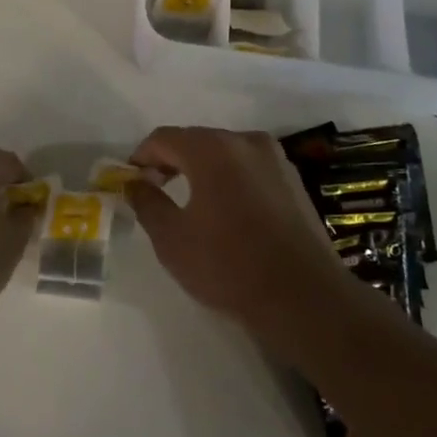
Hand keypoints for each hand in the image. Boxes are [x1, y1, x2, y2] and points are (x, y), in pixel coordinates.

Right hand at [125, 127, 350, 358]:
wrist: (305, 298)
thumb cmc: (228, 265)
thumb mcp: (171, 238)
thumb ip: (147, 202)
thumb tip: (135, 183)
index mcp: (212, 148)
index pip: (164, 138)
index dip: (141, 157)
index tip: (131, 182)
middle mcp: (245, 141)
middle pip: (196, 141)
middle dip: (171, 161)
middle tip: (155, 191)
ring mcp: (275, 159)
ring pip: (225, 154)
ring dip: (202, 171)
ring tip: (190, 203)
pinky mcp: (294, 181)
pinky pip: (249, 170)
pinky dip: (230, 181)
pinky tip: (226, 213)